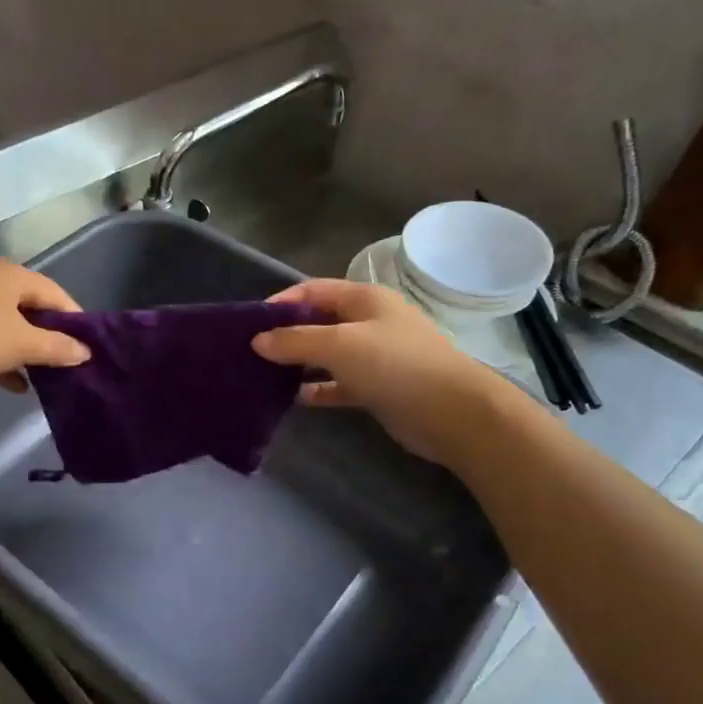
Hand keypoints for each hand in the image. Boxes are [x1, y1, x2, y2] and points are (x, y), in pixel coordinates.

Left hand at [0, 257, 89, 391]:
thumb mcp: (22, 344)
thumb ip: (57, 348)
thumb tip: (85, 352)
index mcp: (10, 273)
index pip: (55, 293)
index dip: (75, 319)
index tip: (88, 346)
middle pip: (31, 307)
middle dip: (50, 336)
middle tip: (67, 361)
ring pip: (7, 323)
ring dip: (26, 349)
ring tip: (44, 376)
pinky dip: (2, 355)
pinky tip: (14, 383)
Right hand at [251, 279, 511, 466]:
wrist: (453, 413)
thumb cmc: (395, 365)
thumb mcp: (339, 345)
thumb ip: (295, 341)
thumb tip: (257, 340)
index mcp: (364, 299)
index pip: (312, 290)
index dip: (281, 302)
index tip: (249, 323)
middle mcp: (369, 322)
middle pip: (318, 322)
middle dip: (286, 335)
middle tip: (251, 352)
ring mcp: (375, 356)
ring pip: (327, 355)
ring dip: (298, 363)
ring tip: (264, 375)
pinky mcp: (377, 387)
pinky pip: (338, 383)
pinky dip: (317, 388)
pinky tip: (293, 398)